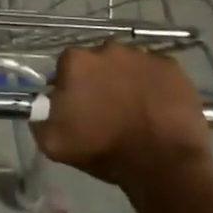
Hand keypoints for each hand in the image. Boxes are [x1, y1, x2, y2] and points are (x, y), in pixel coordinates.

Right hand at [32, 42, 212, 195]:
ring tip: (136, 110)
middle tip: (108, 109)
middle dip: (100, 80)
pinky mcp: (171, 66)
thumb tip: (42, 106)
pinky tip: (157, 108)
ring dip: (127, 80)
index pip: (66, 67)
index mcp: (76, 61)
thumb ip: (40, 118)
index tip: (78, 108)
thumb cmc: (105, 151)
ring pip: (128, 65)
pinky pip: (156, 71)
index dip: (71, 87)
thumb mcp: (55, 143)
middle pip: (98, 62)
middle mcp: (108, 48)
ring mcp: (143, 55)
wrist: (162, 165)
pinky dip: (154, 85)